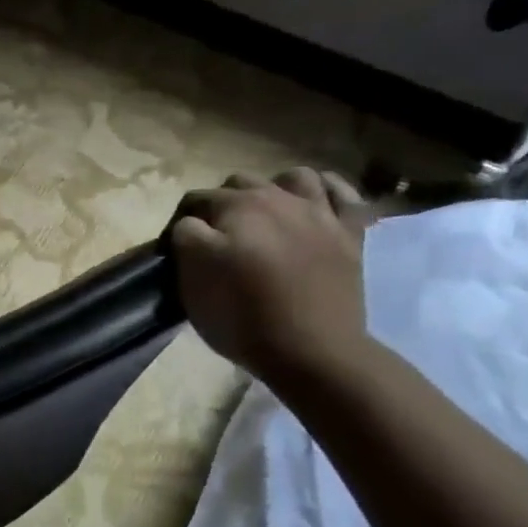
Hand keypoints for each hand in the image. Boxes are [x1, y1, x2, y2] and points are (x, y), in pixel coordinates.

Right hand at [171, 168, 371, 386]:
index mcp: (235, 207)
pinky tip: (315, 203)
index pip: (195, 201)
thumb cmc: (242, 315)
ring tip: (265, 215)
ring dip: (274, 189)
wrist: (311, 349)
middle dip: (222, 204)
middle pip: (239, 184)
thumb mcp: (192, 278)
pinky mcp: (350, 234)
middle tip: (216, 240)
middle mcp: (277, 197)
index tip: (177, 252)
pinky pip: (344, 195)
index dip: (180, 224)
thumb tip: (191, 225)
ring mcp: (319, 213)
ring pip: (294, 177)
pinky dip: (328, 191)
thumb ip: (186, 238)